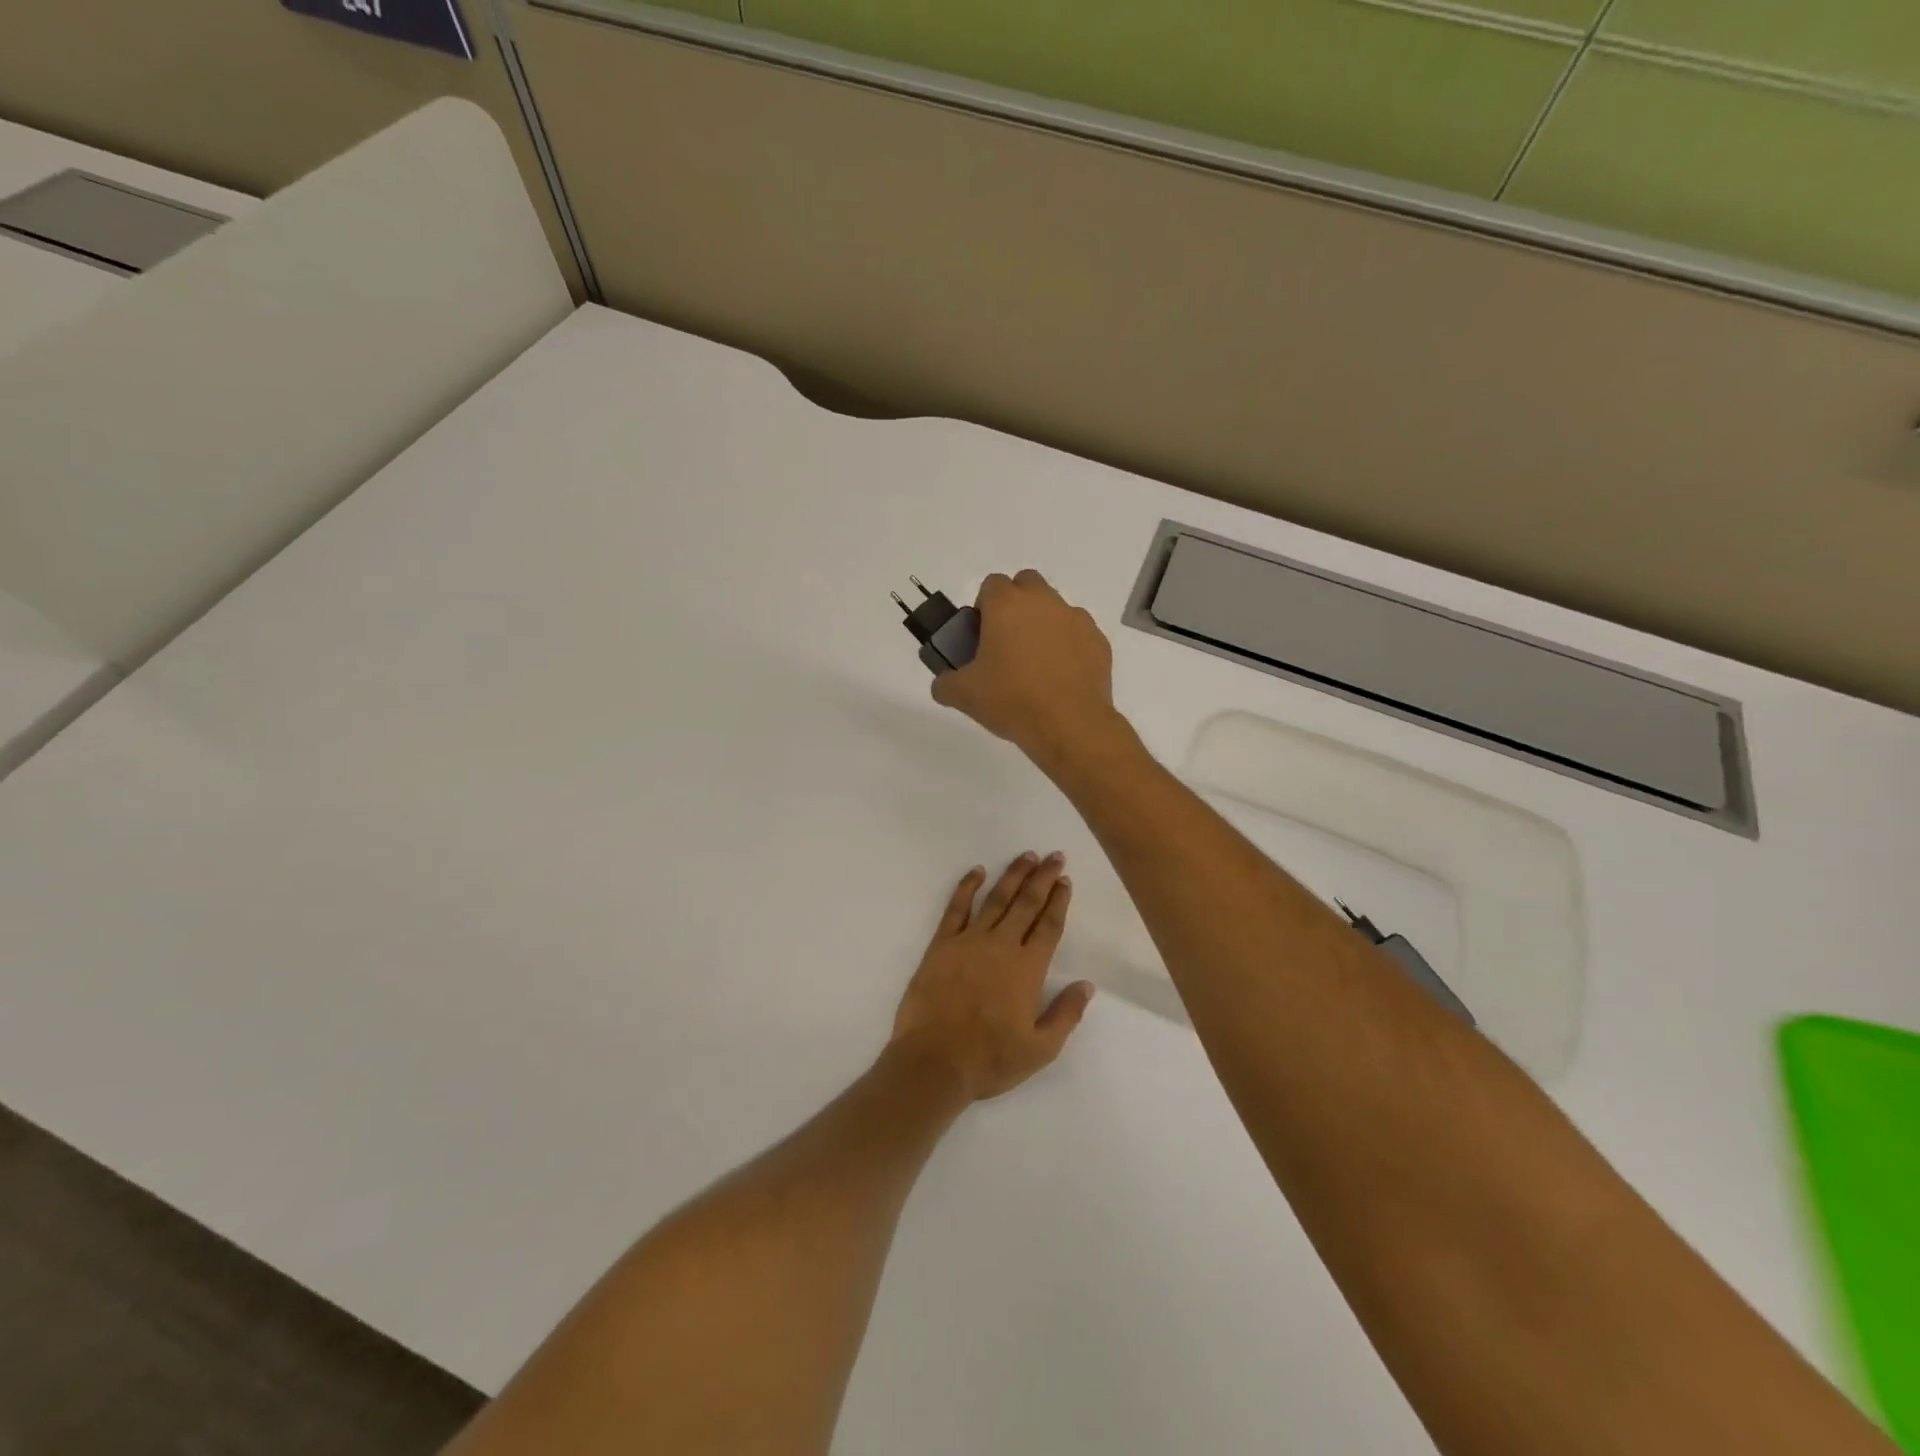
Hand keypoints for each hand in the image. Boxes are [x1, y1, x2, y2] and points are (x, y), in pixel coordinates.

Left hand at [890, 853, 1095, 1101]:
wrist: (933, 1061)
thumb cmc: (989, 1059)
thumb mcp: (1040, 1049)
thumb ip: (1065, 1014)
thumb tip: (1086, 985)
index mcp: (1028, 969)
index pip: (1049, 926)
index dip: (1059, 901)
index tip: (1065, 880)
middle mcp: (1001, 946)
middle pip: (1026, 903)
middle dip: (1042, 878)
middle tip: (1053, 856)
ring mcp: (969, 941)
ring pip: (996, 899)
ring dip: (1013, 875)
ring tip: (1026, 857)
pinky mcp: (941, 944)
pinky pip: (956, 908)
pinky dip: (967, 887)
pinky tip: (977, 872)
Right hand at [931, 571, 1120, 770]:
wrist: (1069, 725)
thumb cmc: (1011, 700)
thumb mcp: (964, 695)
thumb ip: (945, 683)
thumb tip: (943, 684)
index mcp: (1007, 604)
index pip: (991, 585)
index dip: (983, 607)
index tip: (981, 636)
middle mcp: (1044, 601)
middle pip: (1027, 584)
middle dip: (1016, 604)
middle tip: (1006, 642)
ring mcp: (1076, 619)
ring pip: (1055, 608)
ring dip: (1043, 625)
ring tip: (1035, 665)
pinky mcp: (1098, 641)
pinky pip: (1077, 634)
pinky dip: (1068, 647)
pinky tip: (1060, 678)